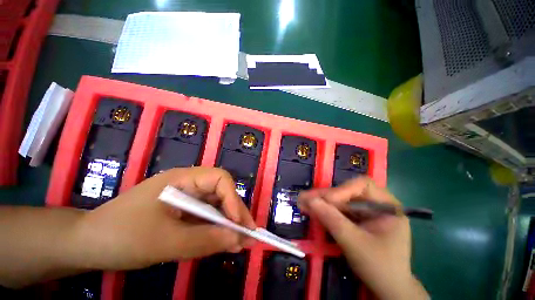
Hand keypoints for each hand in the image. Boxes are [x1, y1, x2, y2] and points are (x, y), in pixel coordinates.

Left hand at [69, 167, 255, 270]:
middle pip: (221, 193)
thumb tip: (238, 239)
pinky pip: (206, 219)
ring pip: (216, 207)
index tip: (239, 223)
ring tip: (242, 243)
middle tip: (249, 236)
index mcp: (183, 179)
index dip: (232, 198)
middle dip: (236, 214)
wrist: (86, 245)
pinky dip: (216, 231)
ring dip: (229, 225)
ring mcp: (186, 199)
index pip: (219, 179)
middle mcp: (188, 185)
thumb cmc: (120, 237)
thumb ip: (204, 240)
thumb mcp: (164, 242)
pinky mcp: (182, 213)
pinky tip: (225, 243)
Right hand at [299, 177, 427, 299]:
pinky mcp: (358, 219)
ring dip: (322, 202)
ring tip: (303, 202)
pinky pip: (339, 210)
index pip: (362, 185)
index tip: (326, 201)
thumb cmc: (379, 268)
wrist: (388, 289)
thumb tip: (309, 200)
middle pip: (347, 192)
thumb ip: (332, 220)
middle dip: (326, 196)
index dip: (342, 190)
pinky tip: (312, 210)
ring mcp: (366, 211)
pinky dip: (326, 210)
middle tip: (304, 198)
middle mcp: (376, 203)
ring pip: (340, 200)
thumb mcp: (355, 243)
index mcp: (386, 205)